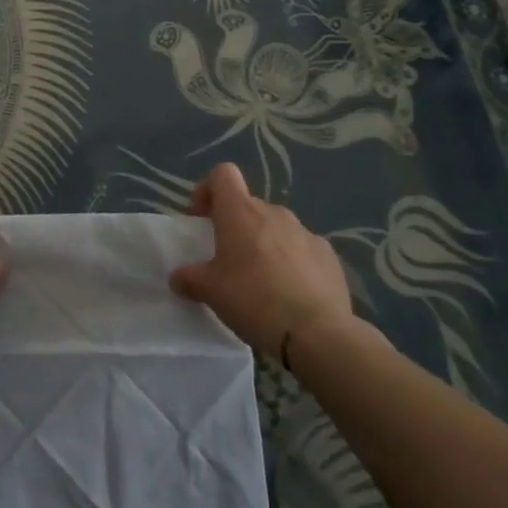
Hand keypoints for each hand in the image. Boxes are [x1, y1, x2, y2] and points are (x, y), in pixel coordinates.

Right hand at [170, 162, 356, 358]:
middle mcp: (274, 212)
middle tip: (228, 260)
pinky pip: (302, 249)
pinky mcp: (329, 256)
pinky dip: (293, 263)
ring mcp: (306, 232)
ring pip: (277, 228)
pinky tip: (292, 294)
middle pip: (249, 205)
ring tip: (262, 281)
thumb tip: (179, 276)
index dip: (209, 190)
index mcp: (240, 212)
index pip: (223, 174)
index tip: (202, 218)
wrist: (317, 333)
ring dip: (265, 244)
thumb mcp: (210, 291)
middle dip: (236, 226)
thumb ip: (190, 278)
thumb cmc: (254, 300)